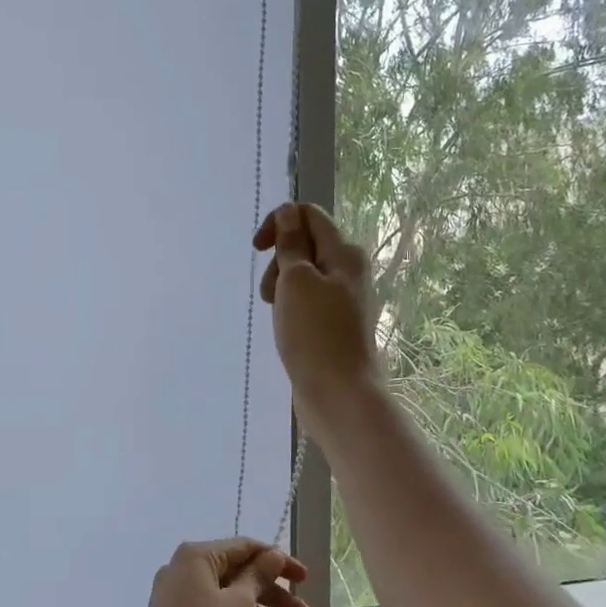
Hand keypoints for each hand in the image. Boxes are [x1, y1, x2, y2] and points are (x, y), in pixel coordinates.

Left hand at [130, 539, 310, 606]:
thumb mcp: (239, 605)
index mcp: (198, 555)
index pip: (246, 547)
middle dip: (274, 592)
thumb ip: (258, 577)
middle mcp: (185, 568)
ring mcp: (178, 594)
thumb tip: (273, 555)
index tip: (304, 579)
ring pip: (228, 594)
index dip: (278, 561)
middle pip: (238, 572)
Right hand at [255, 202, 379, 422]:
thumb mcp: (296, 281)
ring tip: (276, 314)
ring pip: (301, 276)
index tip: (257, 248)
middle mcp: (348, 270)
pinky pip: (305, 301)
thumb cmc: (315, 334)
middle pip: (304, 245)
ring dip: (280, 287)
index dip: (279, 223)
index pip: (309, 215)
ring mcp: (342, 299)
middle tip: (271, 293)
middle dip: (278, 261)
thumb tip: (288, 212)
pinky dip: (289, 308)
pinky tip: (285, 327)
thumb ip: (291, 244)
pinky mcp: (333, 323)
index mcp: (344, 253)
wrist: (339, 394)